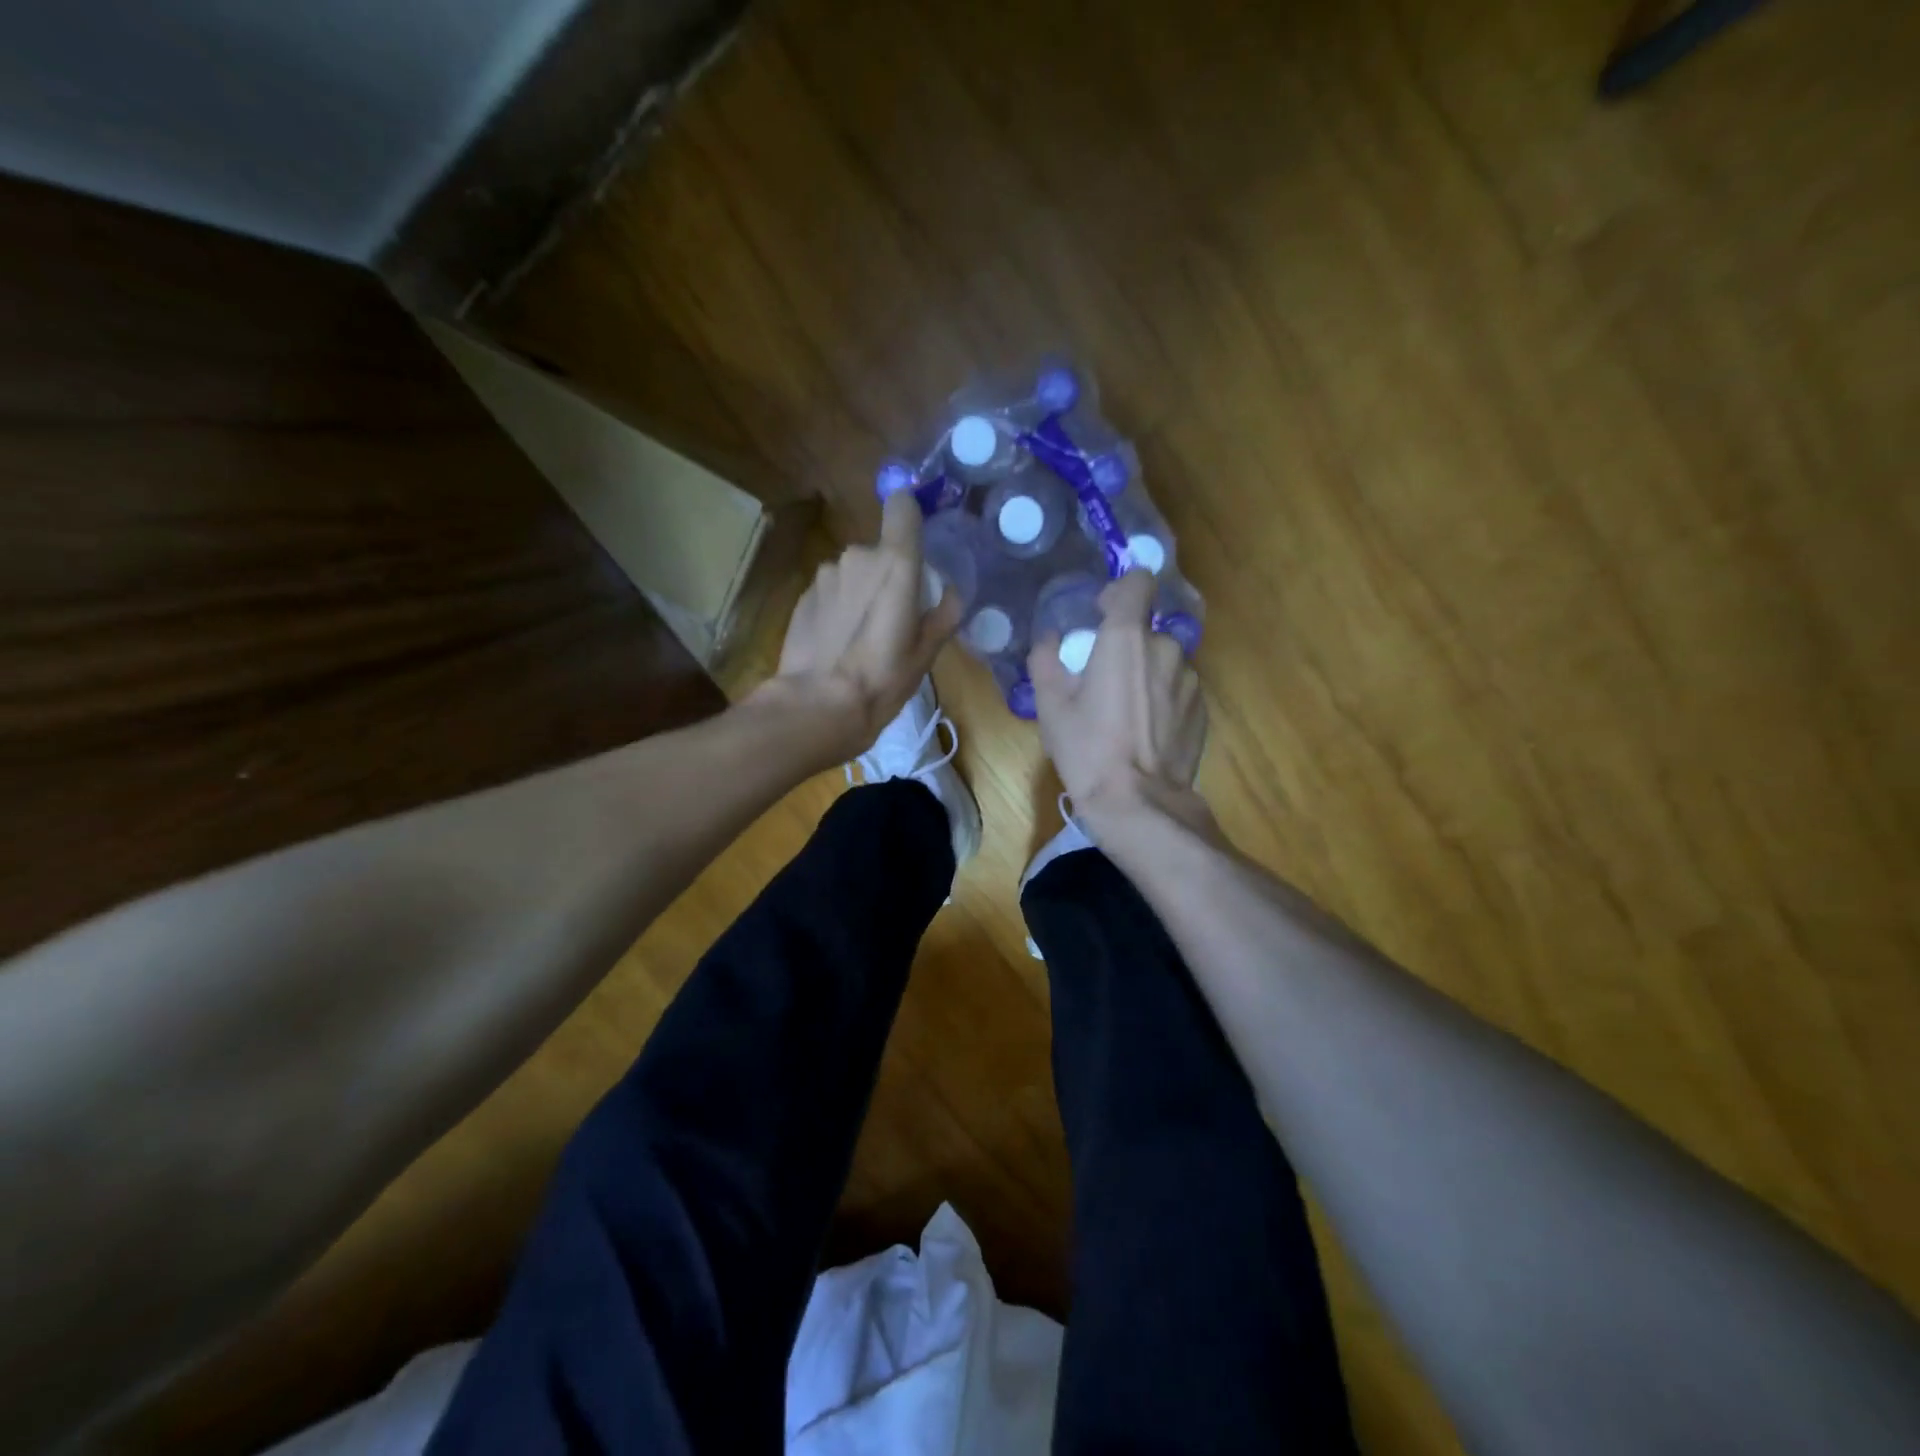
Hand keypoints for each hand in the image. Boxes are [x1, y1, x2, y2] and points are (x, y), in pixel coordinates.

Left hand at [764, 491, 960, 753]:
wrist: (818, 705)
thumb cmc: (882, 679)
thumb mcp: (926, 653)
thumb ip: (943, 614)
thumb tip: (949, 593)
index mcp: (896, 563)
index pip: (902, 506)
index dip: (909, 515)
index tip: (916, 541)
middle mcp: (858, 556)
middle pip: (880, 551)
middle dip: (888, 575)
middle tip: (894, 618)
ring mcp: (826, 574)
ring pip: (853, 572)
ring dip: (860, 591)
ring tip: (862, 635)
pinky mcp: (803, 594)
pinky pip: (831, 589)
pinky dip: (838, 606)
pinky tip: (838, 641)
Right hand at [1030, 569, 1209, 833]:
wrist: (1138, 803)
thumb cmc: (1088, 750)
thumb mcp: (1050, 707)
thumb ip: (1046, 659)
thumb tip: (1049, 639)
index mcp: (1126, 638)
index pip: (1138, 582)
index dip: (1120, 591)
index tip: (1102, 613)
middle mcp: (1166, 647)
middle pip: (1146, 630)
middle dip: (1126, 647)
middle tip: (1103, 682)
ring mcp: (1190, 679)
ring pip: (1163, 661)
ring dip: (1146, 674)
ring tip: (1126, 713)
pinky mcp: (1203, 707)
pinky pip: (1178, 688)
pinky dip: (1162, 698)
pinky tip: (1147, 731)